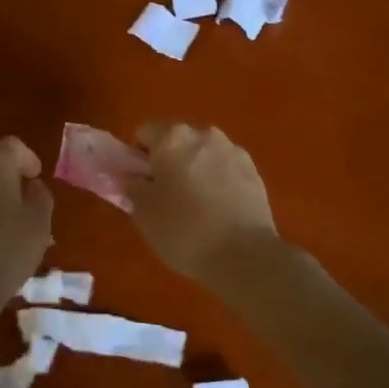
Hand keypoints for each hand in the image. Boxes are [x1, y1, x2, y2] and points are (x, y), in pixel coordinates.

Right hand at [128, 124, 276, 283]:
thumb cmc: (184, 230)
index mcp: (173, 138)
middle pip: (178, 140)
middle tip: (167, 196)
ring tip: (197, 207)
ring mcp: (234, 151)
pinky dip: (219, 182)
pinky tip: (219, 211)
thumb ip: (133, 187)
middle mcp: (205, 135)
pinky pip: (226, 169)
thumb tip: (136, 178)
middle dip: (170, 161)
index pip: (145, 132)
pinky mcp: (255, 171)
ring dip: (196, 170)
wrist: (244, 255)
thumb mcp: (144, 213)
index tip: (142, 183)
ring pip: (204, 154)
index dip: (139, 157)